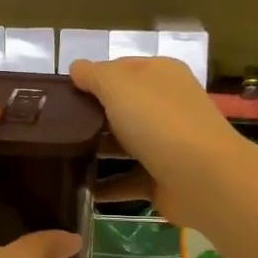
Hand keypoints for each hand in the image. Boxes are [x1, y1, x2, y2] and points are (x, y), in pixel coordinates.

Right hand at [70, 56, 250, 230]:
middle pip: (121, 106)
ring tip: (60, 157)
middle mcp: (166, 105)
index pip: (120, 68)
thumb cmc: (159, 121)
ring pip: (124, 143)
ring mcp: (166, 143)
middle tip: (53, 126)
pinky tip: (79, 190)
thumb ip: (95, 75)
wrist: (203, 178)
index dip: (92, 77)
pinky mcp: (163, 178)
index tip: (60, 94)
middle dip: (90, 115)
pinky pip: (127, 179)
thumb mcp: (119, 86)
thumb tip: (76, 67)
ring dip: (96, 151)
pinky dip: (107, 186)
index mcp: (161, 75)